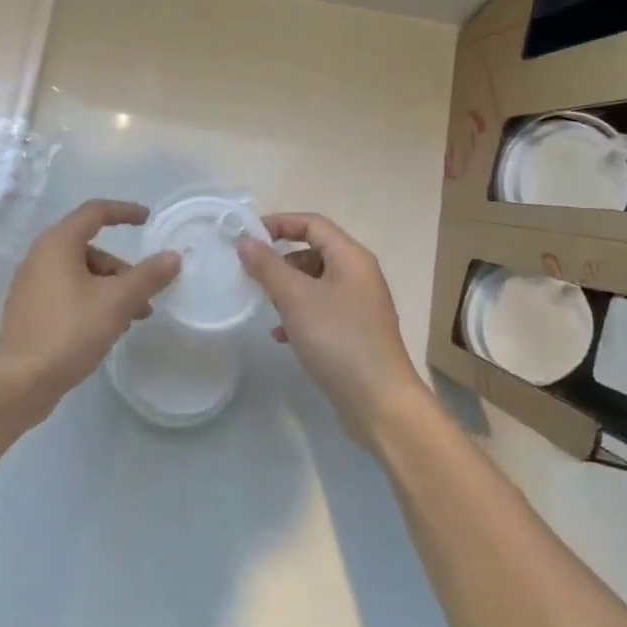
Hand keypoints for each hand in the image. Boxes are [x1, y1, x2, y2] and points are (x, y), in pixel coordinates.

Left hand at [0, 199, 181, 420]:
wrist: (19, 381)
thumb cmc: (69, 330)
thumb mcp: (117, 302)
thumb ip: (148, 276)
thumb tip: (173, 256)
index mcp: (58, 243)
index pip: (95, 212)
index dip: (124, 212)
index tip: (148, 220)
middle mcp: (41, 257)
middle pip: (90, 248)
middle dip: (122, 269)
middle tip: (145, 295)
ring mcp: (32, 285)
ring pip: (81, 275)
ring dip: (110, 290)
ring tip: (131, 320)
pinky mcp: (31, 311)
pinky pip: (68, 294)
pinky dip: (92, 302)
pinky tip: (107, 330)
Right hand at [237, 213, 430, 448]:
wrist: (379, 402)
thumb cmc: (338, 340)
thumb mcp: (296, 298)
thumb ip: (268, 267)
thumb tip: (246, 241)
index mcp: (351, 258)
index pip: (312, 223)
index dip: (279, 223)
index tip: (248, 236)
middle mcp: (359, 275)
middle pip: (314, 252)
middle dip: (280, 261)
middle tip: (252, 276)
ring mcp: (359, 305)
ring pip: (315, 283)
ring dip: (287, 290)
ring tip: (265, 307)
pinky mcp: (355, 332)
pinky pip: (321, 310)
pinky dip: (299, 315)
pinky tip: (281, 336)